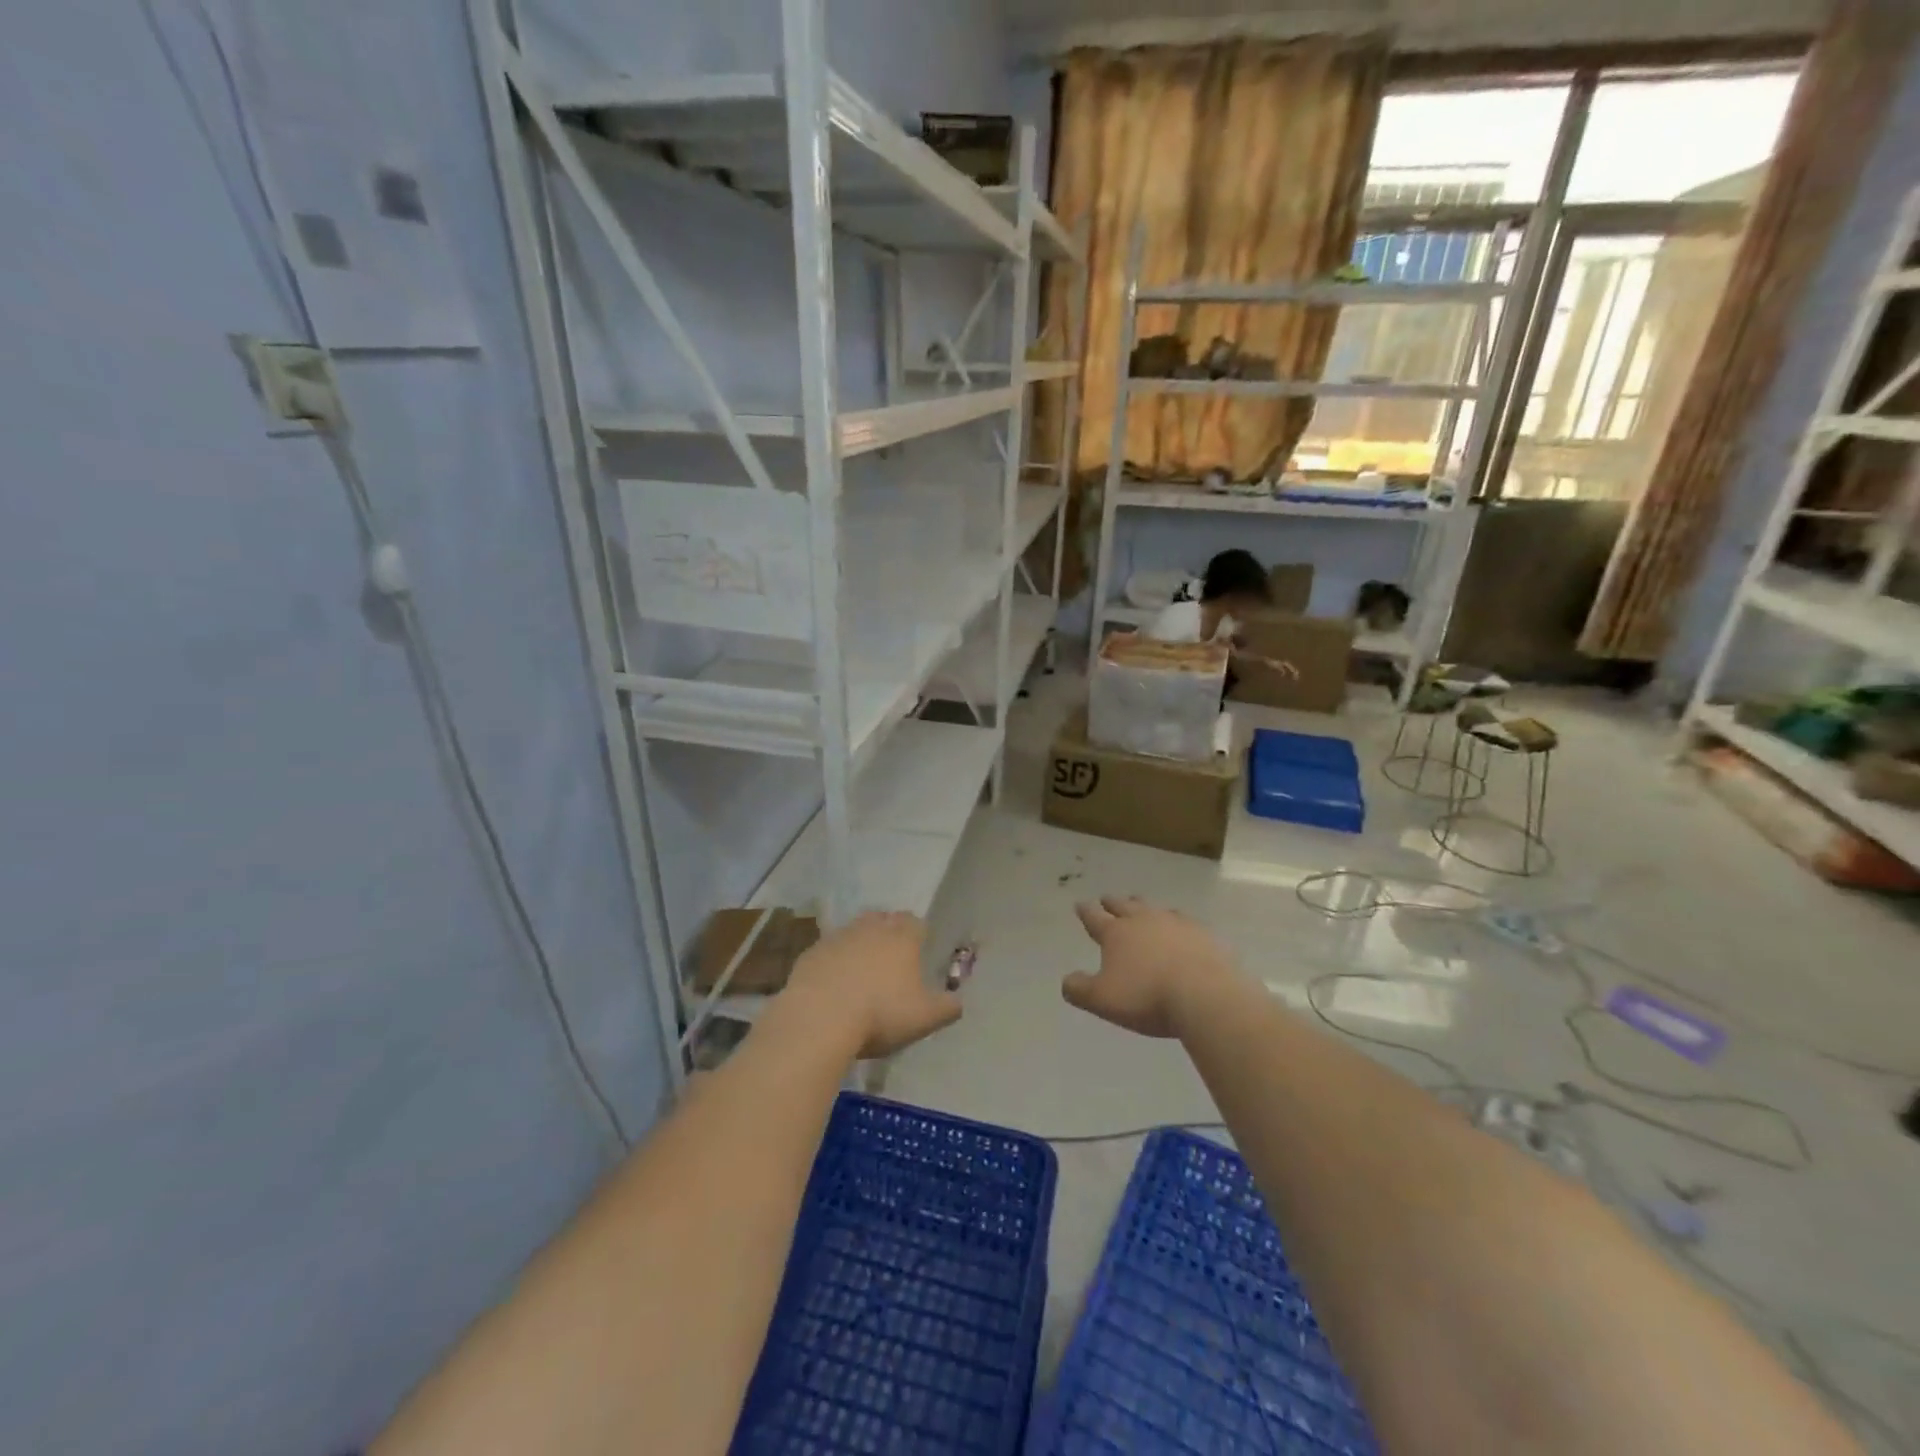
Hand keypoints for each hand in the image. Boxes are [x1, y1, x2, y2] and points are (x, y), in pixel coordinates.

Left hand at [787, 912, 961, 1058]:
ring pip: (854, 930)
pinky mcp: (811, 953)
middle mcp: (871, 929)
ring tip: (862, 969)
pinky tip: (833, 983)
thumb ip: (947, 1008)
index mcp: (902, 938)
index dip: (919, 934)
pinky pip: (828, 950)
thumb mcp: (925, 1018)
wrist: (819, 1018)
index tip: (919, 949)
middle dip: (889, 931)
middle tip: (891, 956)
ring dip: (860, 943)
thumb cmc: (880, 1014)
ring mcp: (838, 937)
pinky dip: (834, 960)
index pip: (916, 922)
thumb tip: (958, 1002)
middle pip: (884, 919)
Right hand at [1062, 896, 1236, 1038]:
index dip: (1085, 911)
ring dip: (1143, 906)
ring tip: (1141, 905)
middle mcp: (1143, 921)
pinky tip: (1180, 927)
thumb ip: (1079, 989)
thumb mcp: (1102, 1000)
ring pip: (1154, 908)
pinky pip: (1184, 921)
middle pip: (1124, 906)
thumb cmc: (1147, 997)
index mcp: (1116, 933)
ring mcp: (1175, 924)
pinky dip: (1176, 922)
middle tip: (1107, 898)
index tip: (1080, 904)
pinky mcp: (1202, 934)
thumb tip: (1067, 980)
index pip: (1095, 918)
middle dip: (1113, 903)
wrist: (1204, 996)